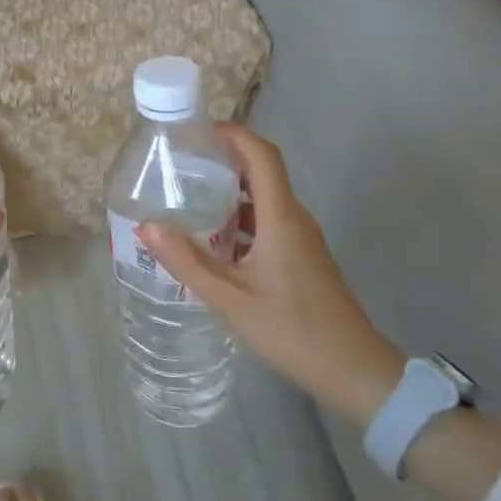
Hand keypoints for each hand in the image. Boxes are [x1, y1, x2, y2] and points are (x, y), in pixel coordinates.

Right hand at [138, 125, 403, 425]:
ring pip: (264, 200)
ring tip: (190, 198)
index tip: (199, 130)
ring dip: (231, 192)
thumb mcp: (230, 298)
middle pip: (262, 172)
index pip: (262, 156)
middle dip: (224, 160)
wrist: (354, 370)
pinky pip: (269, 222)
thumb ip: (187, 261)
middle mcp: (294, 218)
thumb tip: (146, 227)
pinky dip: (241, 220)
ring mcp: (302, 239)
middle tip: (182, 164)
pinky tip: (215, 241)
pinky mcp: (303, 258)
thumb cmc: (292, 329)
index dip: (234, 134)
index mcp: (281, 217)